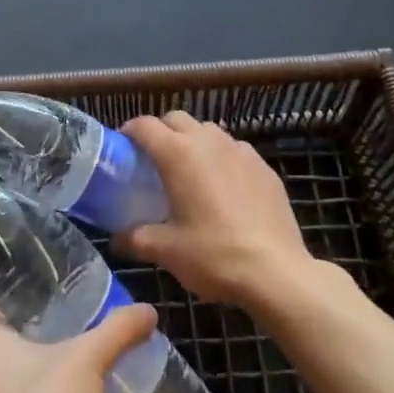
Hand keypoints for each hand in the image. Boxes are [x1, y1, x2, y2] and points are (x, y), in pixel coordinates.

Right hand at [119, 111, 322, 309]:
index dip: (129, 132)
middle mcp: (208, 141)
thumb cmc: (214, 255)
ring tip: (190, 172)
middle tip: (153, 161)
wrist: (277, 273)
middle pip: (176, 119)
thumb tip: (116, 239)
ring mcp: (240, 150)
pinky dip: (222, 158)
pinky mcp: (264, 166)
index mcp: (178, 153)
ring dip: (193, 142)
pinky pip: (235, 150)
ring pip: (208, 131)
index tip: (122, 148)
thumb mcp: (166, 250)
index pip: (144, 126)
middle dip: (161, 132)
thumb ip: (135, 239)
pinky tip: (224, 188)